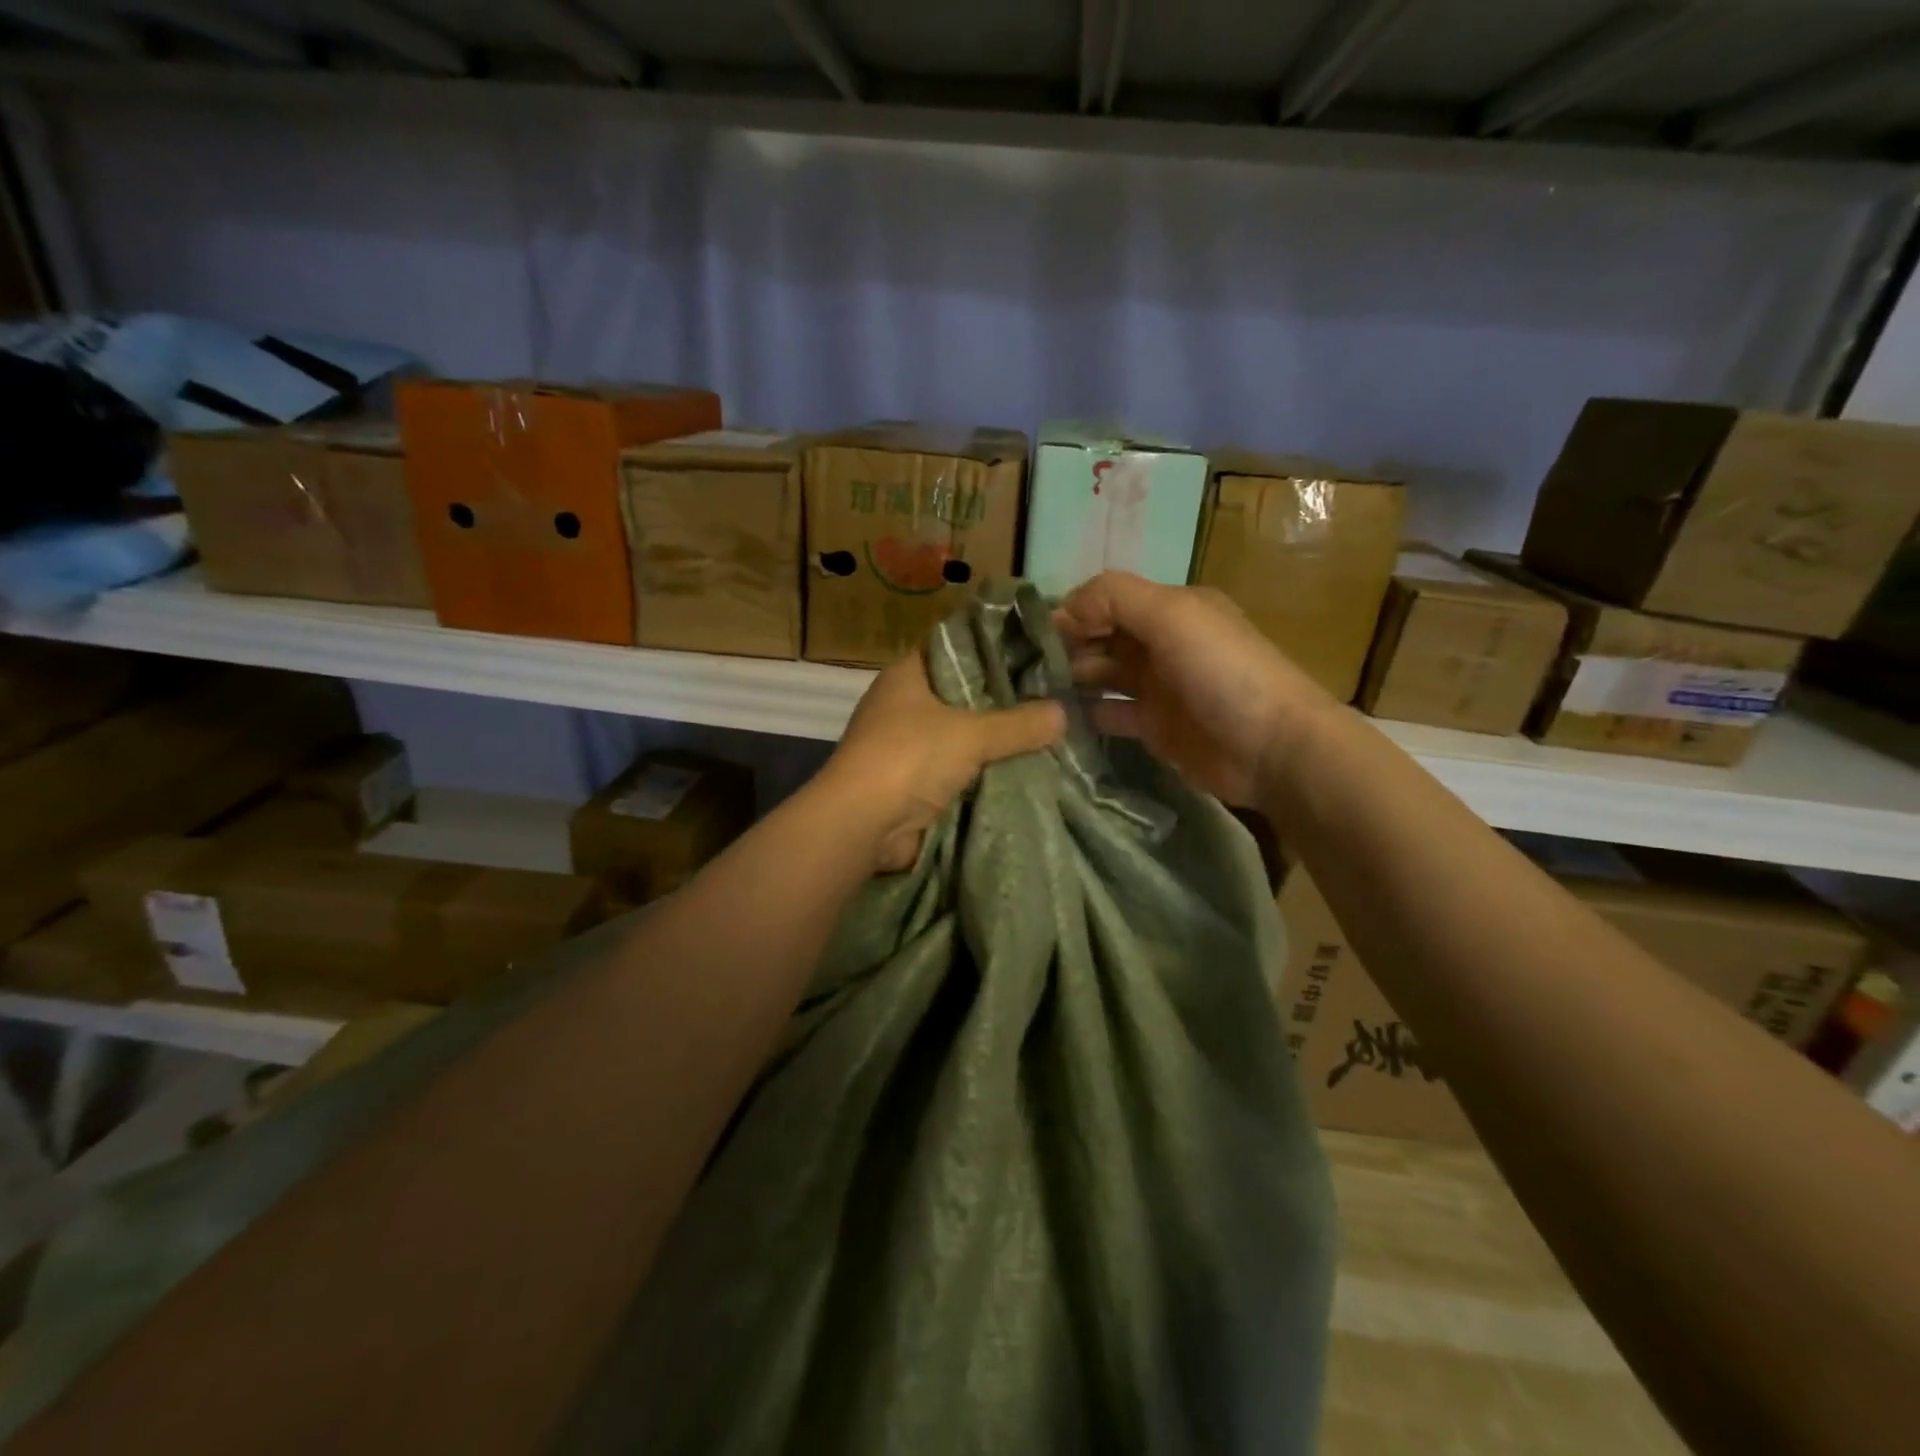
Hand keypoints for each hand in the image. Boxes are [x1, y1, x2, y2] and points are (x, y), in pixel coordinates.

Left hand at [823, 649, 1066, 872]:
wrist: (863, 824)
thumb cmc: (910, 757)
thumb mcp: (972, 734)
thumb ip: (1019, 723)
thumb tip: (1062, 713)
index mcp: (908, 675)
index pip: (955, 646)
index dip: (993, 645)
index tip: (1035, 648)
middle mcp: (905, 704)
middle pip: (963, 693)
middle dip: (1004, 698)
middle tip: (1053, 693)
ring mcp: (907, 744)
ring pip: (963, 734)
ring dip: (996, 740)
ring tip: (1048, 730)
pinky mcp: (914, 781)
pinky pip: (959, 768)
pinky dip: (985, 771)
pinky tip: (1025, 768)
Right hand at [1055, 571, 1337, 806]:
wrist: (1272, 747)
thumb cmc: (1222, 672)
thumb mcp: (1171, 615)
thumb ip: (1114, 598)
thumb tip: (1063, 609)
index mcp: (1169, 609)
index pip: (1106, 601)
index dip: (1070, 613)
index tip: (1030, 636)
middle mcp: (1161, 644)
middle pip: (1100, 638)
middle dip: (1063, 648)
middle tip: (1020, 669)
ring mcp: (1157, 688)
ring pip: (1100, 676)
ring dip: (1068, 680)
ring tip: (1028, 693)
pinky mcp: (1154, 728)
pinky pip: (1109, 714)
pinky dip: (1083, 714)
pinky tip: (1052, 720)